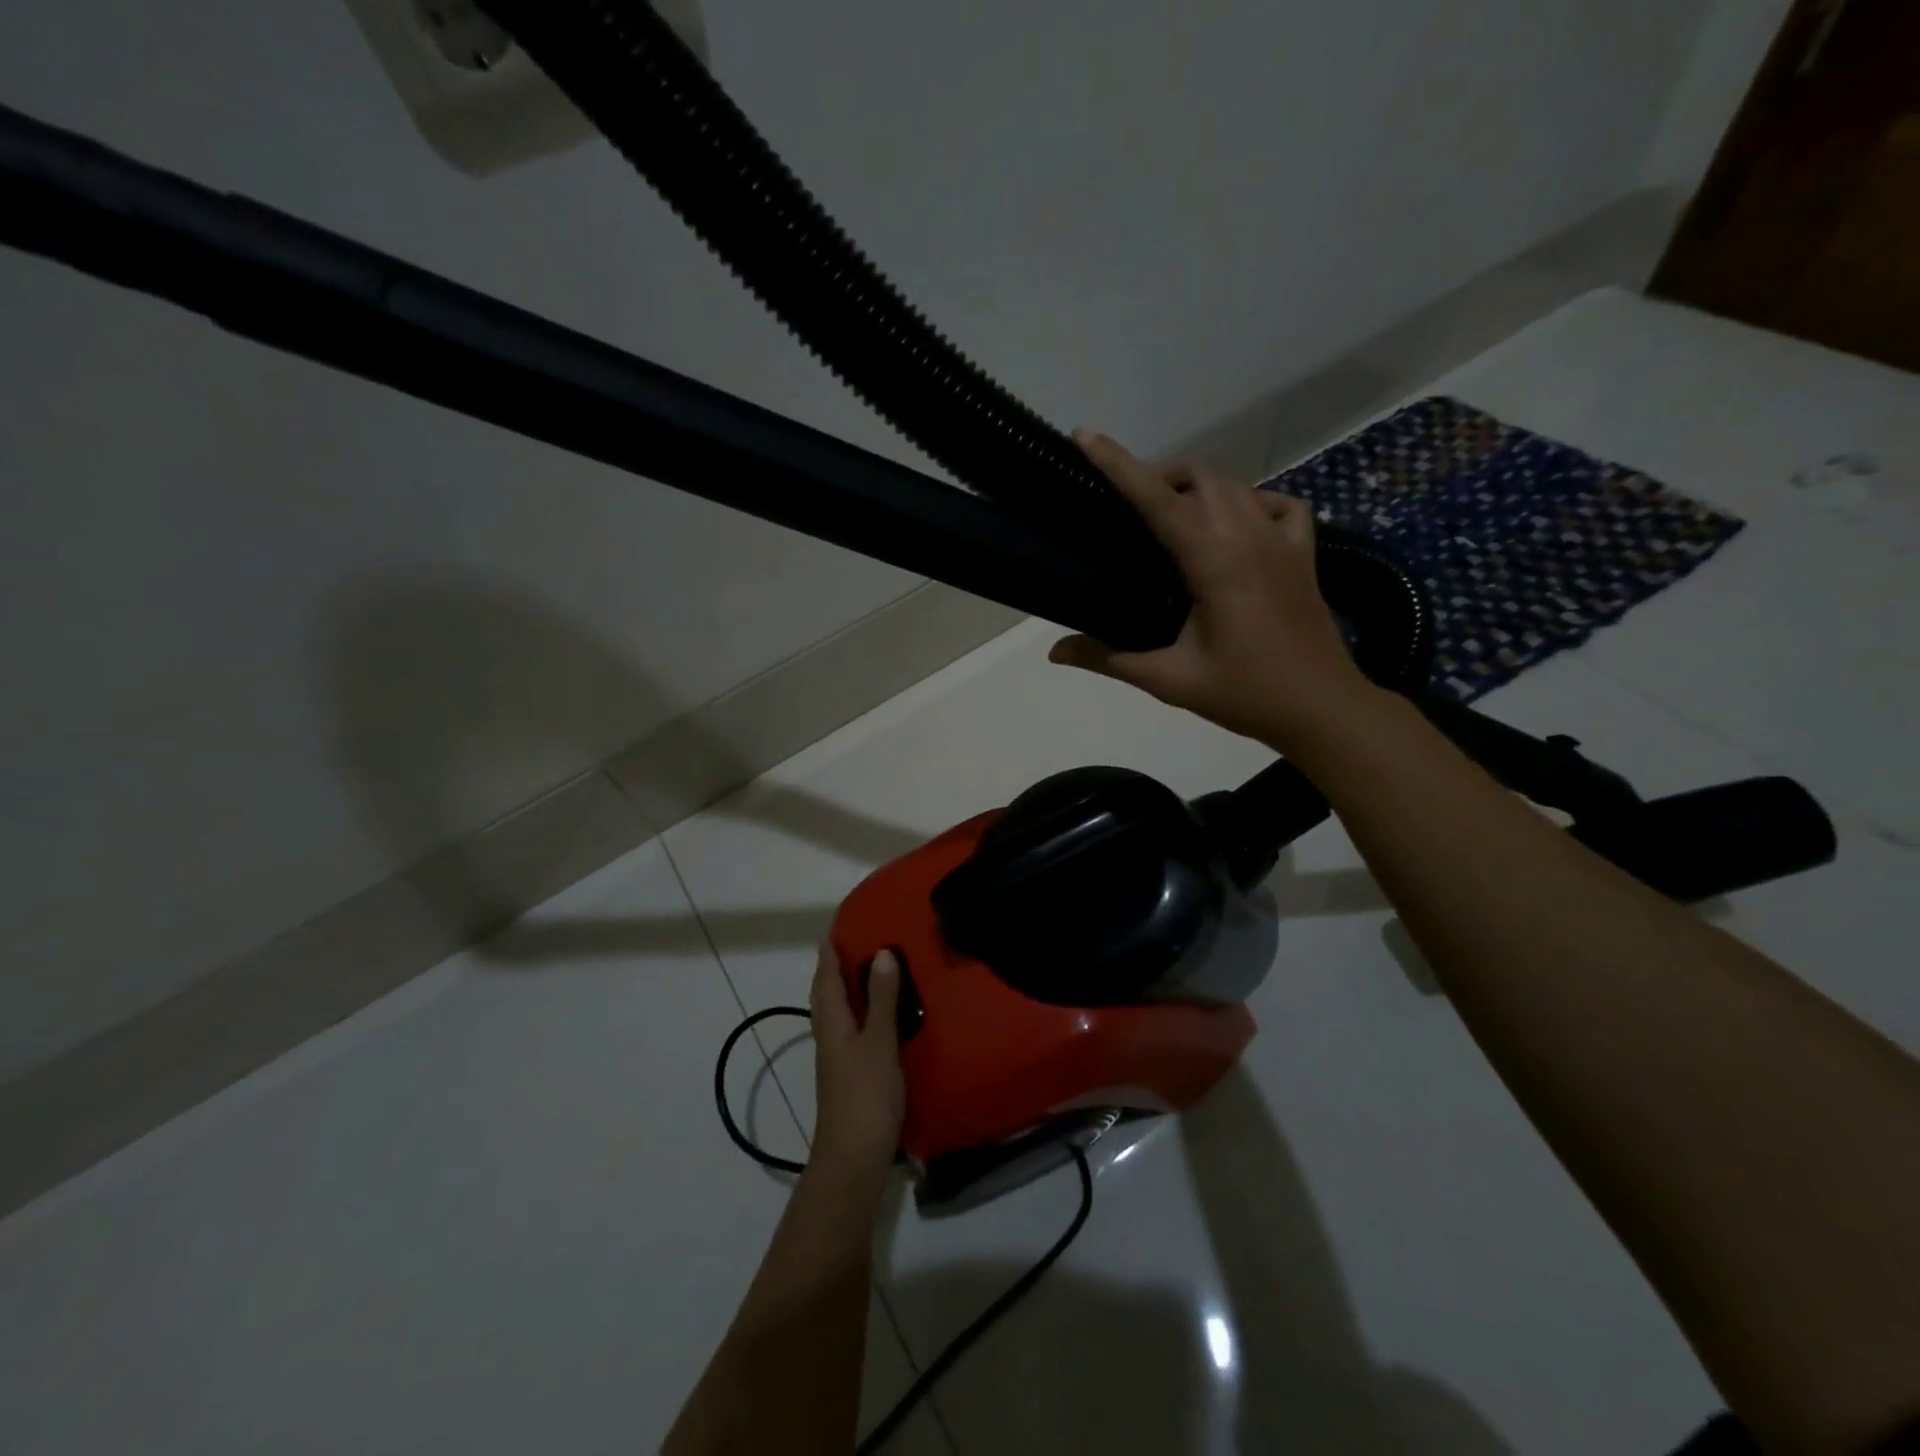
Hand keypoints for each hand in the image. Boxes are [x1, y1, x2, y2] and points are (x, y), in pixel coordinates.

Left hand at [808, 943, 904, 1194]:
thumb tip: (881, 953)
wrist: (853, 1158)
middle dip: (835, 967)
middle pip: (826, 994)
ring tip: (870, 970)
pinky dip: (861, 1012)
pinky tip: (879, 1016)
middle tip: (856, 942)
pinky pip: (851, 1030)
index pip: (825, 977)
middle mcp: (829, 1035)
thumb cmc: (865, 1095)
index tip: (836, 926)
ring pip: (838, 1012)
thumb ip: (881, 999)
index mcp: (832, 1023)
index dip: (829, 952)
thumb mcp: (879, 1042)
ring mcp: (837, 1058)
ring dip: (848, 989)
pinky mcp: (850, 1074)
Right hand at [1049, 429, 1377, 747]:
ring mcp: (1282, 541)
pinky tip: (1237, 523)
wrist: (1322, 709)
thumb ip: (1109, 659)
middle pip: (1197, 478)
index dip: (1118, 465)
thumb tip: (1054, 651)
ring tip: (1169, 514)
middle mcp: (1248, 536)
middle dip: (1156, 475)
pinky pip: (1278, 504)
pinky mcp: (1303, 554)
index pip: (1157, 499)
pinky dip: (1250, 501)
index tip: (1086, 436)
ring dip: (1196, 487)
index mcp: (1213, 560)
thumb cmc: (1245, 694)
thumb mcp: (1170, 680)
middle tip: (1123, 504)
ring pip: (1234, 485)